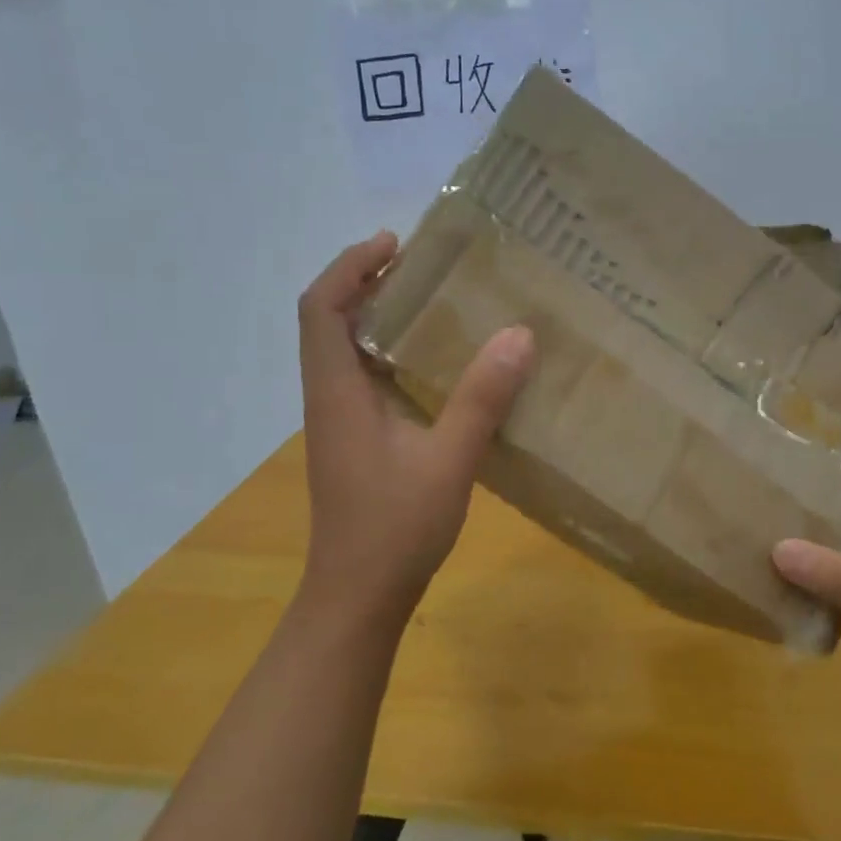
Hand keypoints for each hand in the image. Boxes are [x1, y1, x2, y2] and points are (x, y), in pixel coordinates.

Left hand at [295, 231, 534, 632]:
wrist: (358, 596)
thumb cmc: (395, 528)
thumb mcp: (449, 460)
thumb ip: (481, 399)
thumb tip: (518, 335)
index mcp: (337, 393)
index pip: (321, 309)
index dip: (350, 266)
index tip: (394, 244)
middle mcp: (329, 398)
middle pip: (330, 320)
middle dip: (367, 281)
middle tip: (425, 264)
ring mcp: (340, 421)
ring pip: (346, 349)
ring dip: (379, 315)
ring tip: (436, 299)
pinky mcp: (356, 440)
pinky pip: (366, 376)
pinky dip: (392, 351)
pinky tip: (438, 363)